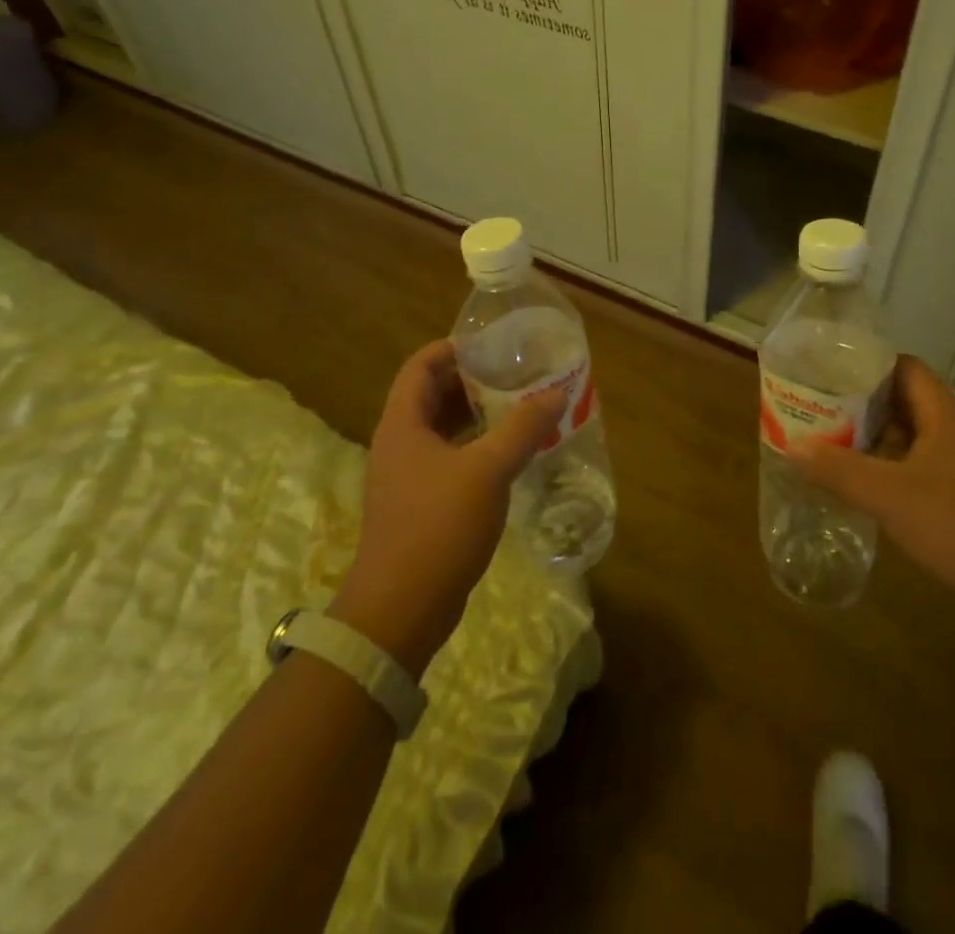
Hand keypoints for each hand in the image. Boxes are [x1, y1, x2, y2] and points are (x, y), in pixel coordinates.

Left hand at [331, 340, 564, 676]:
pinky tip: (508, 454)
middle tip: (514, 373)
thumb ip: (522, 428)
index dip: (451, 348)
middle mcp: (400, 444)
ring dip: (476, 416)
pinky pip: (449, 459)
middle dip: (471, 380)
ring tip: (519, 406)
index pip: (420, 366)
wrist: (399, 610)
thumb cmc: (437, 527)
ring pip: (442, 430)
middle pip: (432, 395)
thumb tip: (555, 394)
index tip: (491, 343)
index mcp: (403, 424)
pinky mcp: (419, 505)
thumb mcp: (487, 470)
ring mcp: (407, 477)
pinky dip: (476, 447)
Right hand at [786, 355, 954, 615]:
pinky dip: (892, 462)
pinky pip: (921, 461)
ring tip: (833, 440)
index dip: (867, 362)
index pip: (904, 366)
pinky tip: (869, 482)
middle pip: (905, 398)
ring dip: (876, 433)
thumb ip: (838, 470)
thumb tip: (791, 445)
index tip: (829, 370)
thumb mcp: (889, 496)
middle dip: (862, 399)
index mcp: (942, 414)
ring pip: (913, 432)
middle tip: (821, 406)